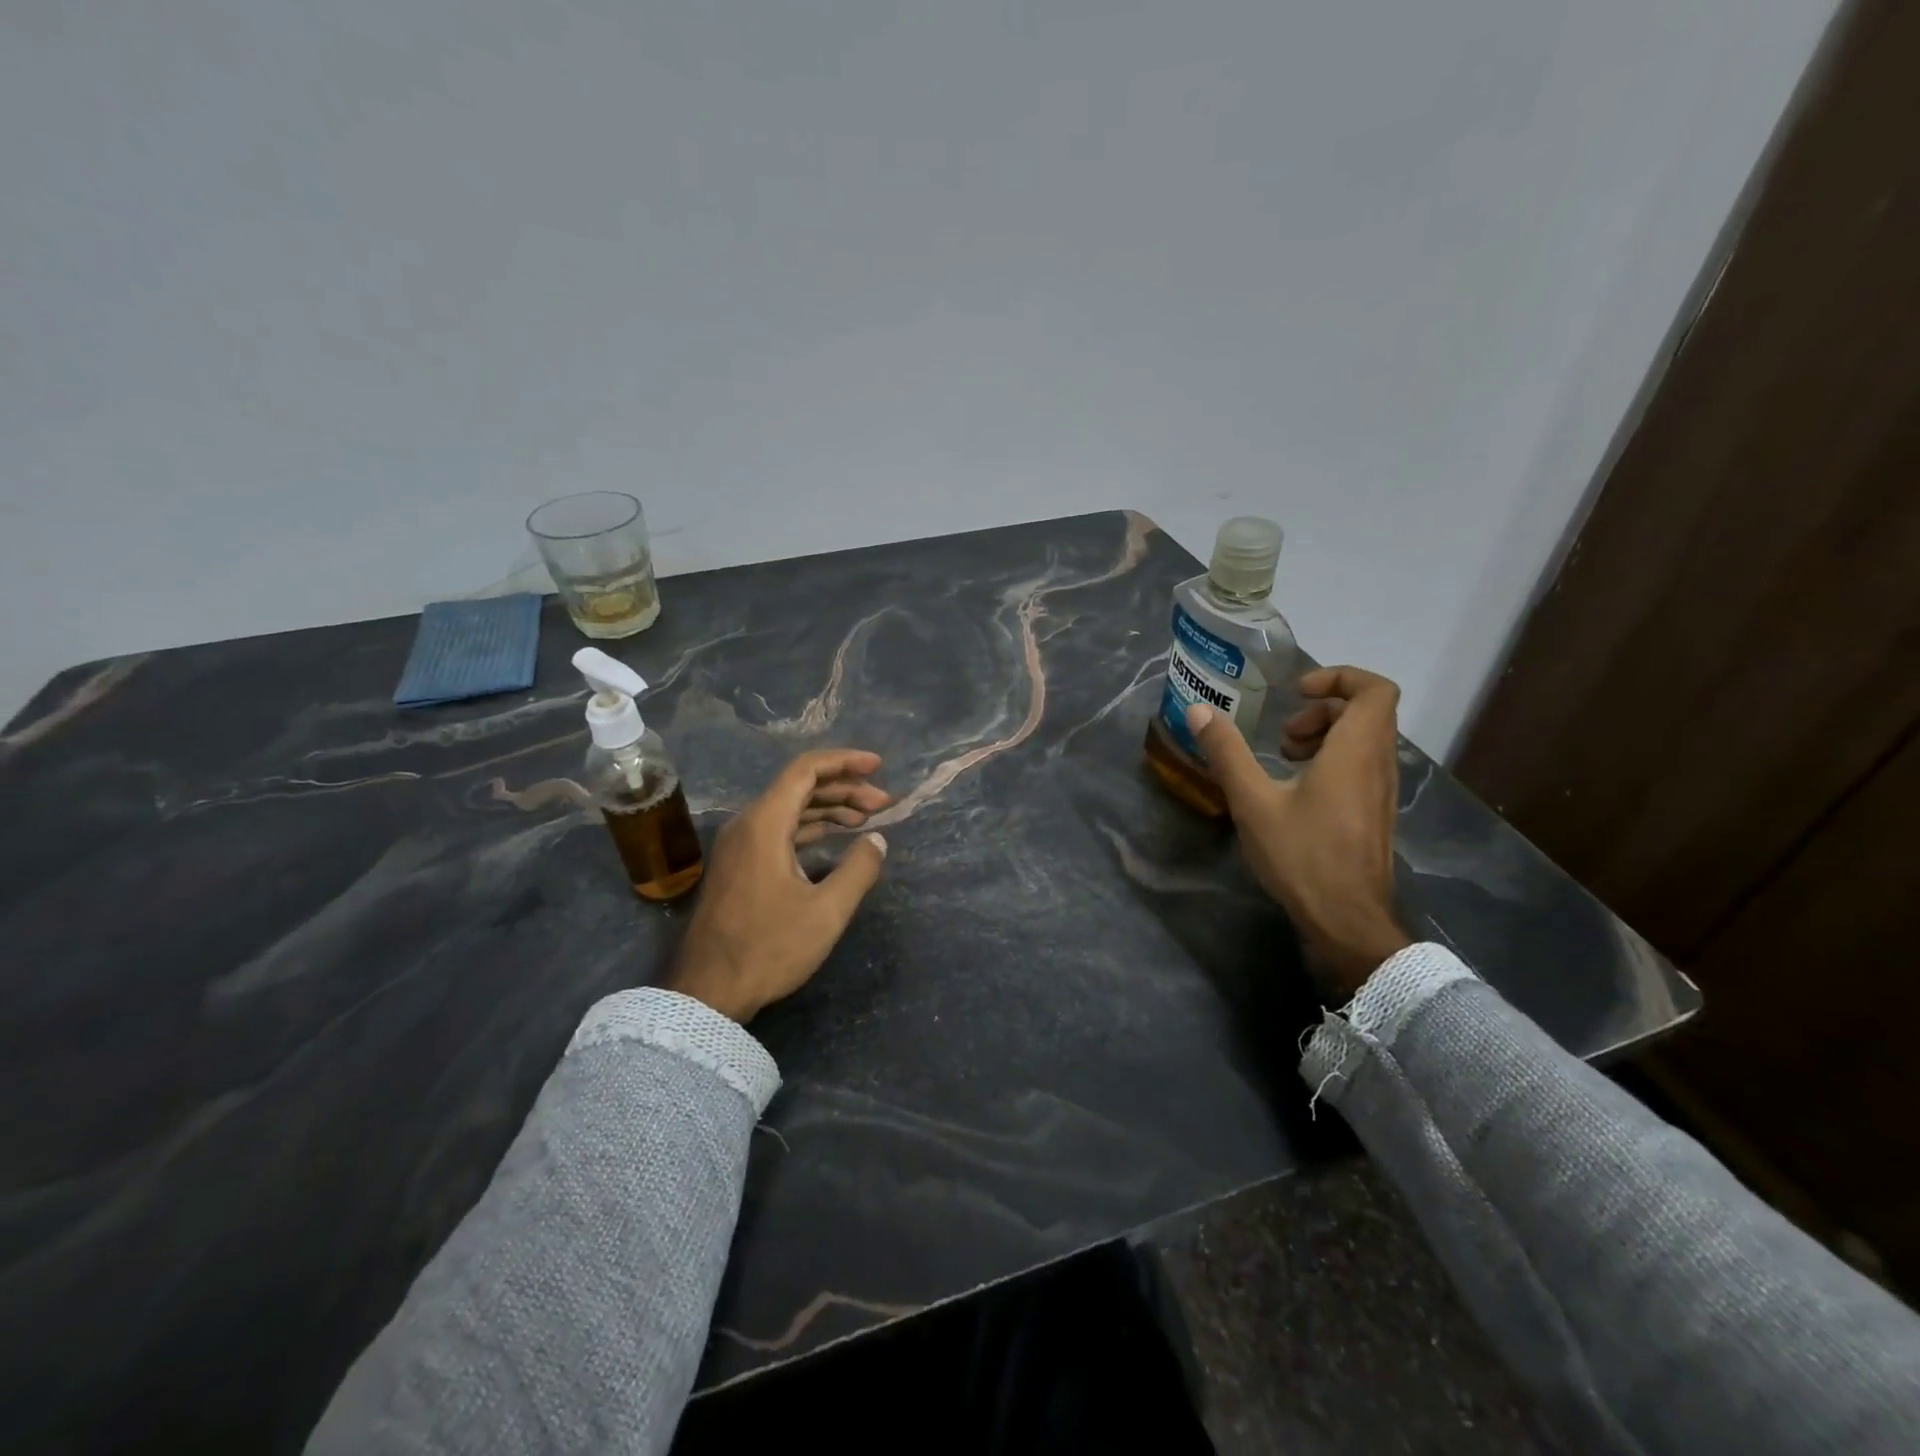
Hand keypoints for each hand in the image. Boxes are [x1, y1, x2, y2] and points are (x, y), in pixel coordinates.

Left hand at [667, 749, 891, 1022]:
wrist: (709, 990)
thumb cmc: (769, 948)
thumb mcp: (826, 911)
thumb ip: (859, 869)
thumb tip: (877, 839)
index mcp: (765, 823)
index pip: (806, 770)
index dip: (845, 762)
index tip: (878, 766)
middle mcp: (748, 824)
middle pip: (799, 787)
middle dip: (844, 788)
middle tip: (882, 802)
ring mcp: (739, 845)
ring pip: (789, 808)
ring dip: (828, 807)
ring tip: (866, 817)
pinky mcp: (739, 865)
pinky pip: (778, 829)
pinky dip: (809, 826)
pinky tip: (834, 837)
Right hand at [1187, 666, 1410, 994]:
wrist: (1347, 920)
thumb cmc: (1302, 855)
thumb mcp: (1253, 801)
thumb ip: (1227, 752)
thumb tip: (1199, 710)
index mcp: (1357, 750)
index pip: (1375, 689)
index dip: (1339, 677)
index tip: (1297, 692)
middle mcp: (1379, 764)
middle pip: (1368, 712)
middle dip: (1322, 709)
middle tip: (1284, 734)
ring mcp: (1381, 791)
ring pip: (1365, 741)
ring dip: (1325, 736)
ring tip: (1285, 759)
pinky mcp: (1375, 814)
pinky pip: (1362, 766)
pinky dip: (1332, 761)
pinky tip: (1295, 791)